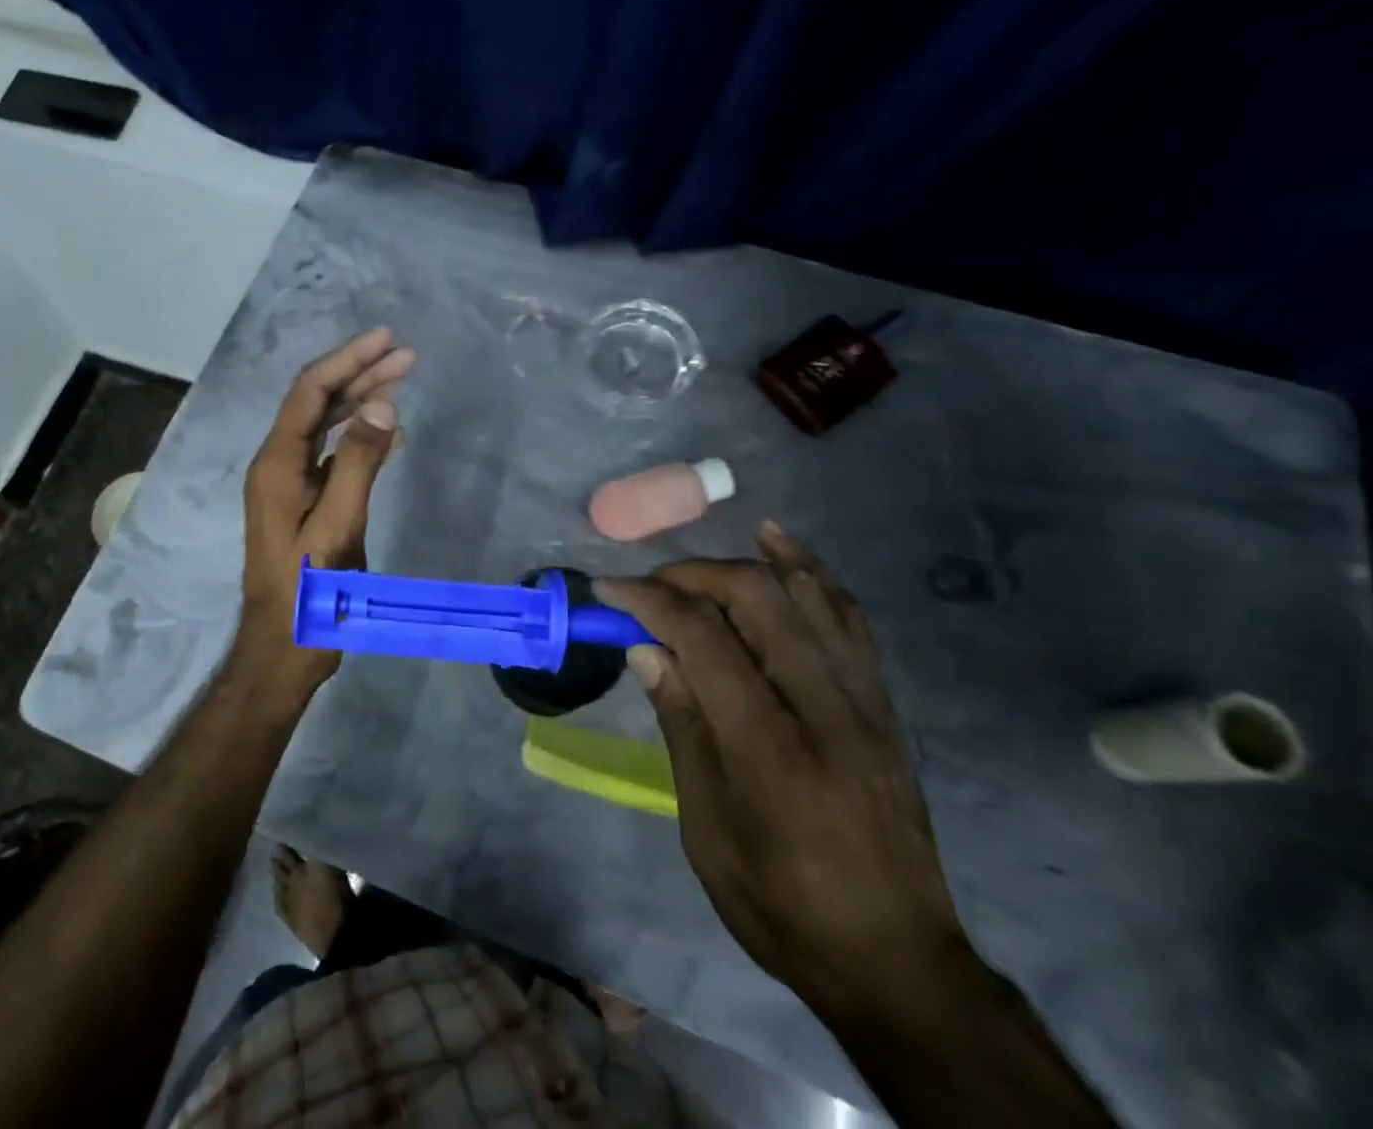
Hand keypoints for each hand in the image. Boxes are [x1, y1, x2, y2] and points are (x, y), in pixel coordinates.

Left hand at [235, 329, 413, 696]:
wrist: (283, 647)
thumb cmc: (309, 591)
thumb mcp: (337, 526)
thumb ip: (358, 463)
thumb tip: (383, 404)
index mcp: (276, 463)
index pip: (310, 392)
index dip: (347, 360)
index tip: (386, 339)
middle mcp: (278, 464)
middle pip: (318, 403)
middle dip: (360, 374)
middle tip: (406, 356)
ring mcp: (290, 484)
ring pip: (325, 426)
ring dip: (361, 402)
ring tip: (402, 380)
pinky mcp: (304, 503)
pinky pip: (333, 454)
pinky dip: (360, 437)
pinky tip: (390, 433)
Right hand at [597, 523, 975, 1022]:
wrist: (897, 961)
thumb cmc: (782, 905)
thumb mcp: (707, 829)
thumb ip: (682, 727)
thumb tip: (648, 650)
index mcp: (767, 747)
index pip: (702, 638)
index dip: (648, 600)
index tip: (607, 589)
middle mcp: (821, 706)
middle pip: (754, 598)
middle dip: (689, 576)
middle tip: (648, 588)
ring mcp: (861, 699)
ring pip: (802, 594)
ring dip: (742, 562)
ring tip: (695, 560)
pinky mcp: (882, 703)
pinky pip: (847, 616)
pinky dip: (810, 570)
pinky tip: (778, 543)